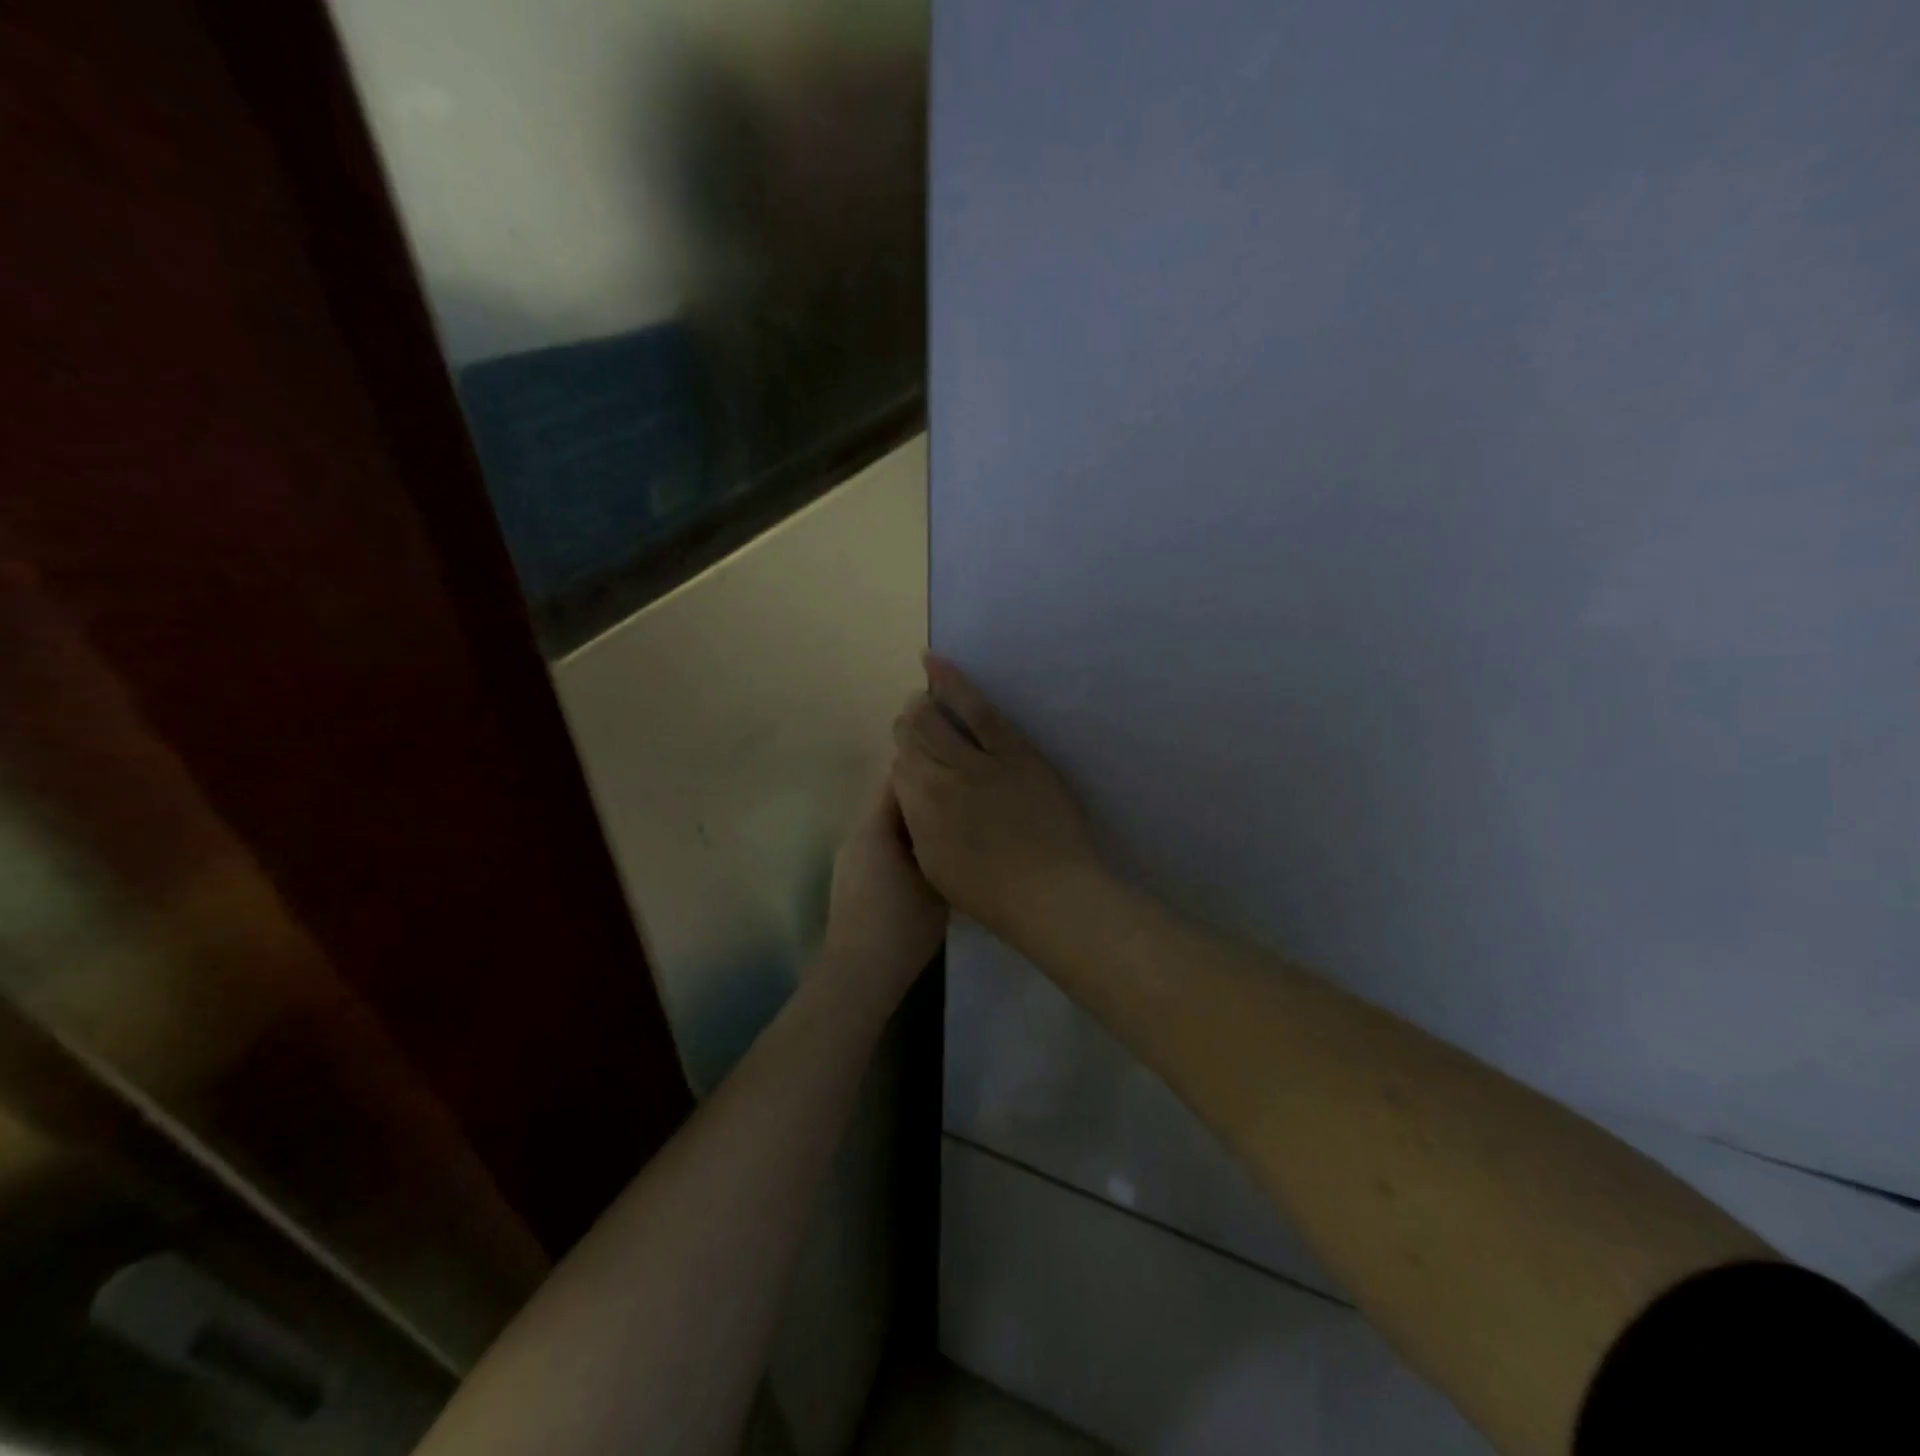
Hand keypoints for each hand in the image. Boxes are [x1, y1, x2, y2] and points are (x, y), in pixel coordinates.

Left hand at [820, 775, 948, 998]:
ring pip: (887, 826)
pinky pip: (881, 846)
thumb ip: (943, 841)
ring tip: (951, 827)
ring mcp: (850, 858)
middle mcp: (856, 834)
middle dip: (924, 797)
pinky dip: (903, 844)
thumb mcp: (936, 881)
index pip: (898, 778)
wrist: (858, 976)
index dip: (928, 769)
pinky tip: (929, 859)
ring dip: (914, 823)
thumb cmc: (901, 927)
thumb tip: (957, 818)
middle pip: (892, 801)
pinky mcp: (851, 879)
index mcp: (874, 827)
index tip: (958, 768)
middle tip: (963, 798)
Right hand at [891, 656, 1102, 949]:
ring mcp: (977, 760)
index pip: (898, 769)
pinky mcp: (1013, 750)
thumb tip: (914, 796)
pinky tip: (934, 662)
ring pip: (933, 719)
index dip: (905, 765)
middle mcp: (938, 778)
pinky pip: (978, 709)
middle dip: (908, 728)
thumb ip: (919, 825)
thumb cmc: (991, 895)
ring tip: (921, 696)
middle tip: (916, 728)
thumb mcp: (936, 868)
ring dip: (922, 705)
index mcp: (919, 811)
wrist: (1050, 892)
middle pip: (911, 737)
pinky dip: (953, 682)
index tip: (916, 768)